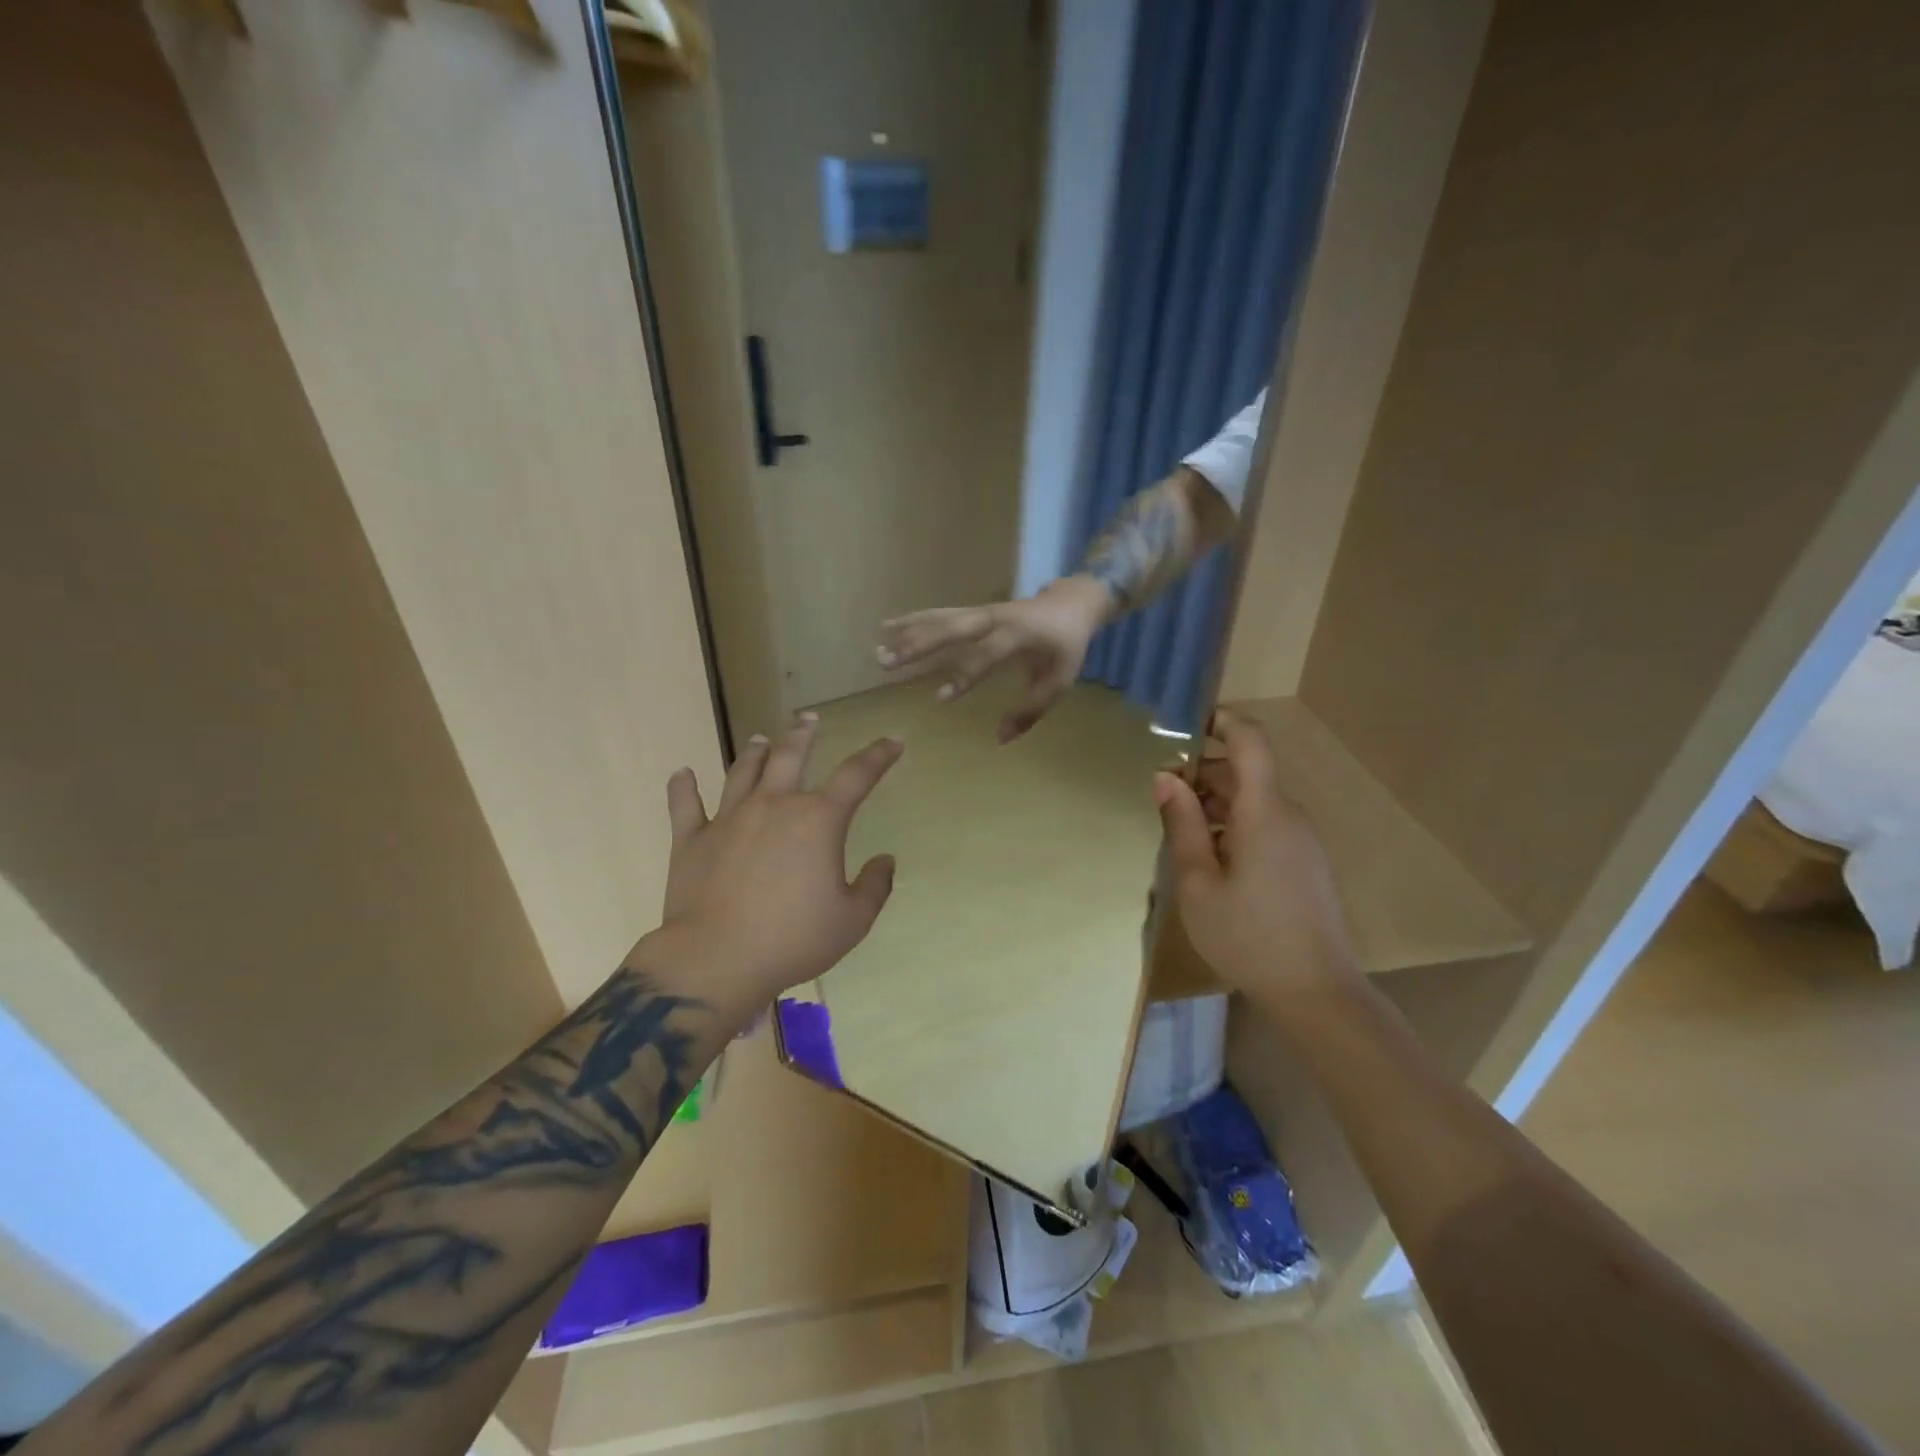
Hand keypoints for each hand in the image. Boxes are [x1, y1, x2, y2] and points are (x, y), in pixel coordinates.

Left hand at [651, 714, 903, 1011]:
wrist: (717, 960)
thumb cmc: (793, 939)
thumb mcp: (853, 920)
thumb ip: (875, 886)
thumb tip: (886, 860)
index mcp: (817, 820)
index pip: (857, 775)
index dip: (879, 755)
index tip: (893, 741)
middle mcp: (773, 806)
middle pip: (790, 756)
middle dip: (803, 734)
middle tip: (808, 719)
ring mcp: (728, 818)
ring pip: (742, 771)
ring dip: (754, 752)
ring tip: (761, 739)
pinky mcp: (691, 839)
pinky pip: (684, 804)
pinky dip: (683, 786)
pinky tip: (682, 773)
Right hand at [876, 576, 1111, 742]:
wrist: (1071, 602)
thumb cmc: (1065, 646)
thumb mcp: (1060, 681)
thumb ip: (1031, 710)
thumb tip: (1000, 738)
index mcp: (1020, 633)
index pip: (987, 654)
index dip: (965, 675)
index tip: (941, 697)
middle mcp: (995, 618)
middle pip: (952, 627)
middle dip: (919, 644)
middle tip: (888, 662)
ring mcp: (981, 611)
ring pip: (940, 619)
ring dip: (909, 633)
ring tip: (879, 650)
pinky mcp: (973, 611)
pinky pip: (939, 614)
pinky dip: (913, 620)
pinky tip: (887, 626)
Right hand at [1153, 708, 1360, 1000]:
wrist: (1316, 992)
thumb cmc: (1247, 936)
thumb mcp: (1198, 882)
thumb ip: (1181, 824)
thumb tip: (1165, 776)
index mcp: (1264, 812)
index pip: (1250, 741)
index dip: (1221, 721)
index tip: (1185, 724)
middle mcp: (1289, 815)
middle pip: (1247, 772)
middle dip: (1204, 772)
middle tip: (1162, 796)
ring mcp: (1302, 839)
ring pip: (1255, 800)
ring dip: (1216, 802)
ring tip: (1180, 832)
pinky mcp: (1305, 862)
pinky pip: (1266, 823)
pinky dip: (1235, 824)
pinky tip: (1211, 859)